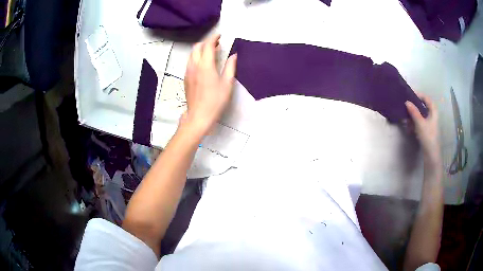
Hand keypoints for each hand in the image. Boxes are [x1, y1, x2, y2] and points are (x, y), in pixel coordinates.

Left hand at [182, 34, 237, 136]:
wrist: (199, 115)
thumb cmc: (215, 100)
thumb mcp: (227, 83)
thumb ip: (231, 67)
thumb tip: (234, 55)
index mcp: (205, 65)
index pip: (207, 45)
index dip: (214, 38)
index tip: (220, 36)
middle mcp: (194, 65)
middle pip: (197, 47)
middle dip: (206, 42)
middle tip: (217, 44)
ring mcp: (188, 72)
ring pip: (192, 54)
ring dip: (200, 49)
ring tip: (210, 52)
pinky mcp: (186, 78)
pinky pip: (190, 62)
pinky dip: (196, 57)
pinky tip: (203, 63)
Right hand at [405, 93, 440, 167]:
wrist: (431, 155)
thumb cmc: (428, 137)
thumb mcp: (420, 123)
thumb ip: (414, 112)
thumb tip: (407, 102)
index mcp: (433, 111)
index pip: (426, 98)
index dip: (418, 95)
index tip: (409, 95)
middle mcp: (432, 116)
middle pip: (423, 106)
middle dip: (414, 106)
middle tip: (406, 105)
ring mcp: (429, 124)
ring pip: (420, 115)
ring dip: (412, 115)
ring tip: (405, 117)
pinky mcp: (426, 131)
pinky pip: (419, 123)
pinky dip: (414, 123)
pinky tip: (408, 126)